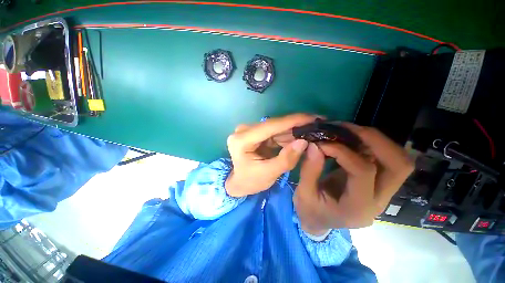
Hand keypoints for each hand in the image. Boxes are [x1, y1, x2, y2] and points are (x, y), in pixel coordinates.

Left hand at [225, 114, 316, 196]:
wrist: (237, 182)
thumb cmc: (249, 181)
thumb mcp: (268, 174)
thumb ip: (286, 159)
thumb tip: (303, 142)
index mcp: (242, 139)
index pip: (271, 126)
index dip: (293, 120)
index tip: (314, 117)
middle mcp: (244, 130)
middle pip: (274, 125)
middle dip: (296, 125)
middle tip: (318, 125)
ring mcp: (249, 130)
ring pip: (276, 128)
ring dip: (293, 131)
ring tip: (312, 132)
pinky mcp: (254, 133)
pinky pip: (274, 132)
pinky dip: (286, 136)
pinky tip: (299, 137)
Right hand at [294, 124, 413, 233]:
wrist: (319, 221)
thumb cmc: (310, 211)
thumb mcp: (304, 194)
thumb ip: (309, 170)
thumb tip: (314, 144)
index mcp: (358, 208)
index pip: (363, 171)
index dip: (342, 151)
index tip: (322, 142)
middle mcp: (379, 200)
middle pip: (398, 165)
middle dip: (374, 140)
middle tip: (346, 128)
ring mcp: (383, 193)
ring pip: (399, 160)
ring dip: (376, 140)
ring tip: (349, 131)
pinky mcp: (378, 184)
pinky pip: (386, 160)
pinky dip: (371, 144)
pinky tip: (351, 139)